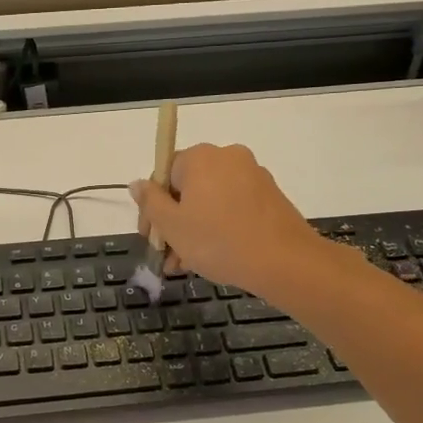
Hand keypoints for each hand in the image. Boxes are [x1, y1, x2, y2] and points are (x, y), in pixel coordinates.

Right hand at [130, 143, 326, 298]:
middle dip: (173, 222)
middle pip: (187, 188)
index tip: (149, 237)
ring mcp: (252, 175)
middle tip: (166, 256)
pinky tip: (212, 257)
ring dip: (193, 229)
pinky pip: (232, 207)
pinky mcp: (270, 196)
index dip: (151, 208)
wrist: (285, 261)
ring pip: (210, 201)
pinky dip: (218, 227)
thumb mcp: (173, 226)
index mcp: (200, 157)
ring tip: (186, 265)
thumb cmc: (218, 241)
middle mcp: (227, 157)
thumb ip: (150, 202)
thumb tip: (137, 183)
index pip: (163, 173)